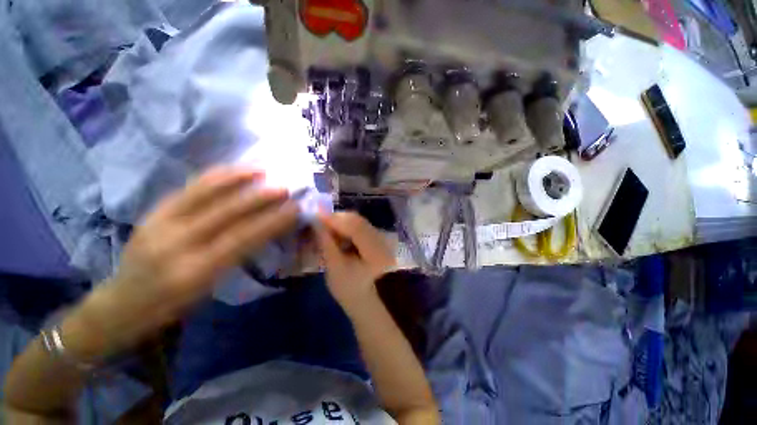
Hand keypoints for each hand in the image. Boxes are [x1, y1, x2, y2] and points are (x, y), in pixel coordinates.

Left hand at [66, 167, 299, 358]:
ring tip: (262, 170)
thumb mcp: (210, 289)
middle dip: (260, 198)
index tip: (294, 209)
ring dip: (237, 179)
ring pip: (204, 193)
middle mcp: (176, 244)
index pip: (243, 239)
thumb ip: (237, 257)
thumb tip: (267, 230)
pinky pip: (188, 188)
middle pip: (226, 213)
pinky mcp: (153, 211)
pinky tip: (232, 170)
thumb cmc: (173, 305)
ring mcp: (161, 223)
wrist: (122, 303)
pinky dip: (214, 176)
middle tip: (285, 188)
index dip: (272, 221)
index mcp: (195, 272)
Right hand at [314, 212, 395, 314]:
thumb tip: (316, 221)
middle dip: (337, 218)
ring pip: (359, 221)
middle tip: (318, 219)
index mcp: (376, 253)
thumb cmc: (347, 287)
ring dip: (341, 220)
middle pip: (358, 221)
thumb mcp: (334, 267)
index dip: (335, 220)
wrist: (362, 296)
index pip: (355, 229)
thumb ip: (326, 242)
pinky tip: (336, 229)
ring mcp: (381, 238)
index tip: (316, 214)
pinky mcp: (376, 236)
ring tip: (325, 225)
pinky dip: (346, 225)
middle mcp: (383, 241)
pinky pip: (360, 224)